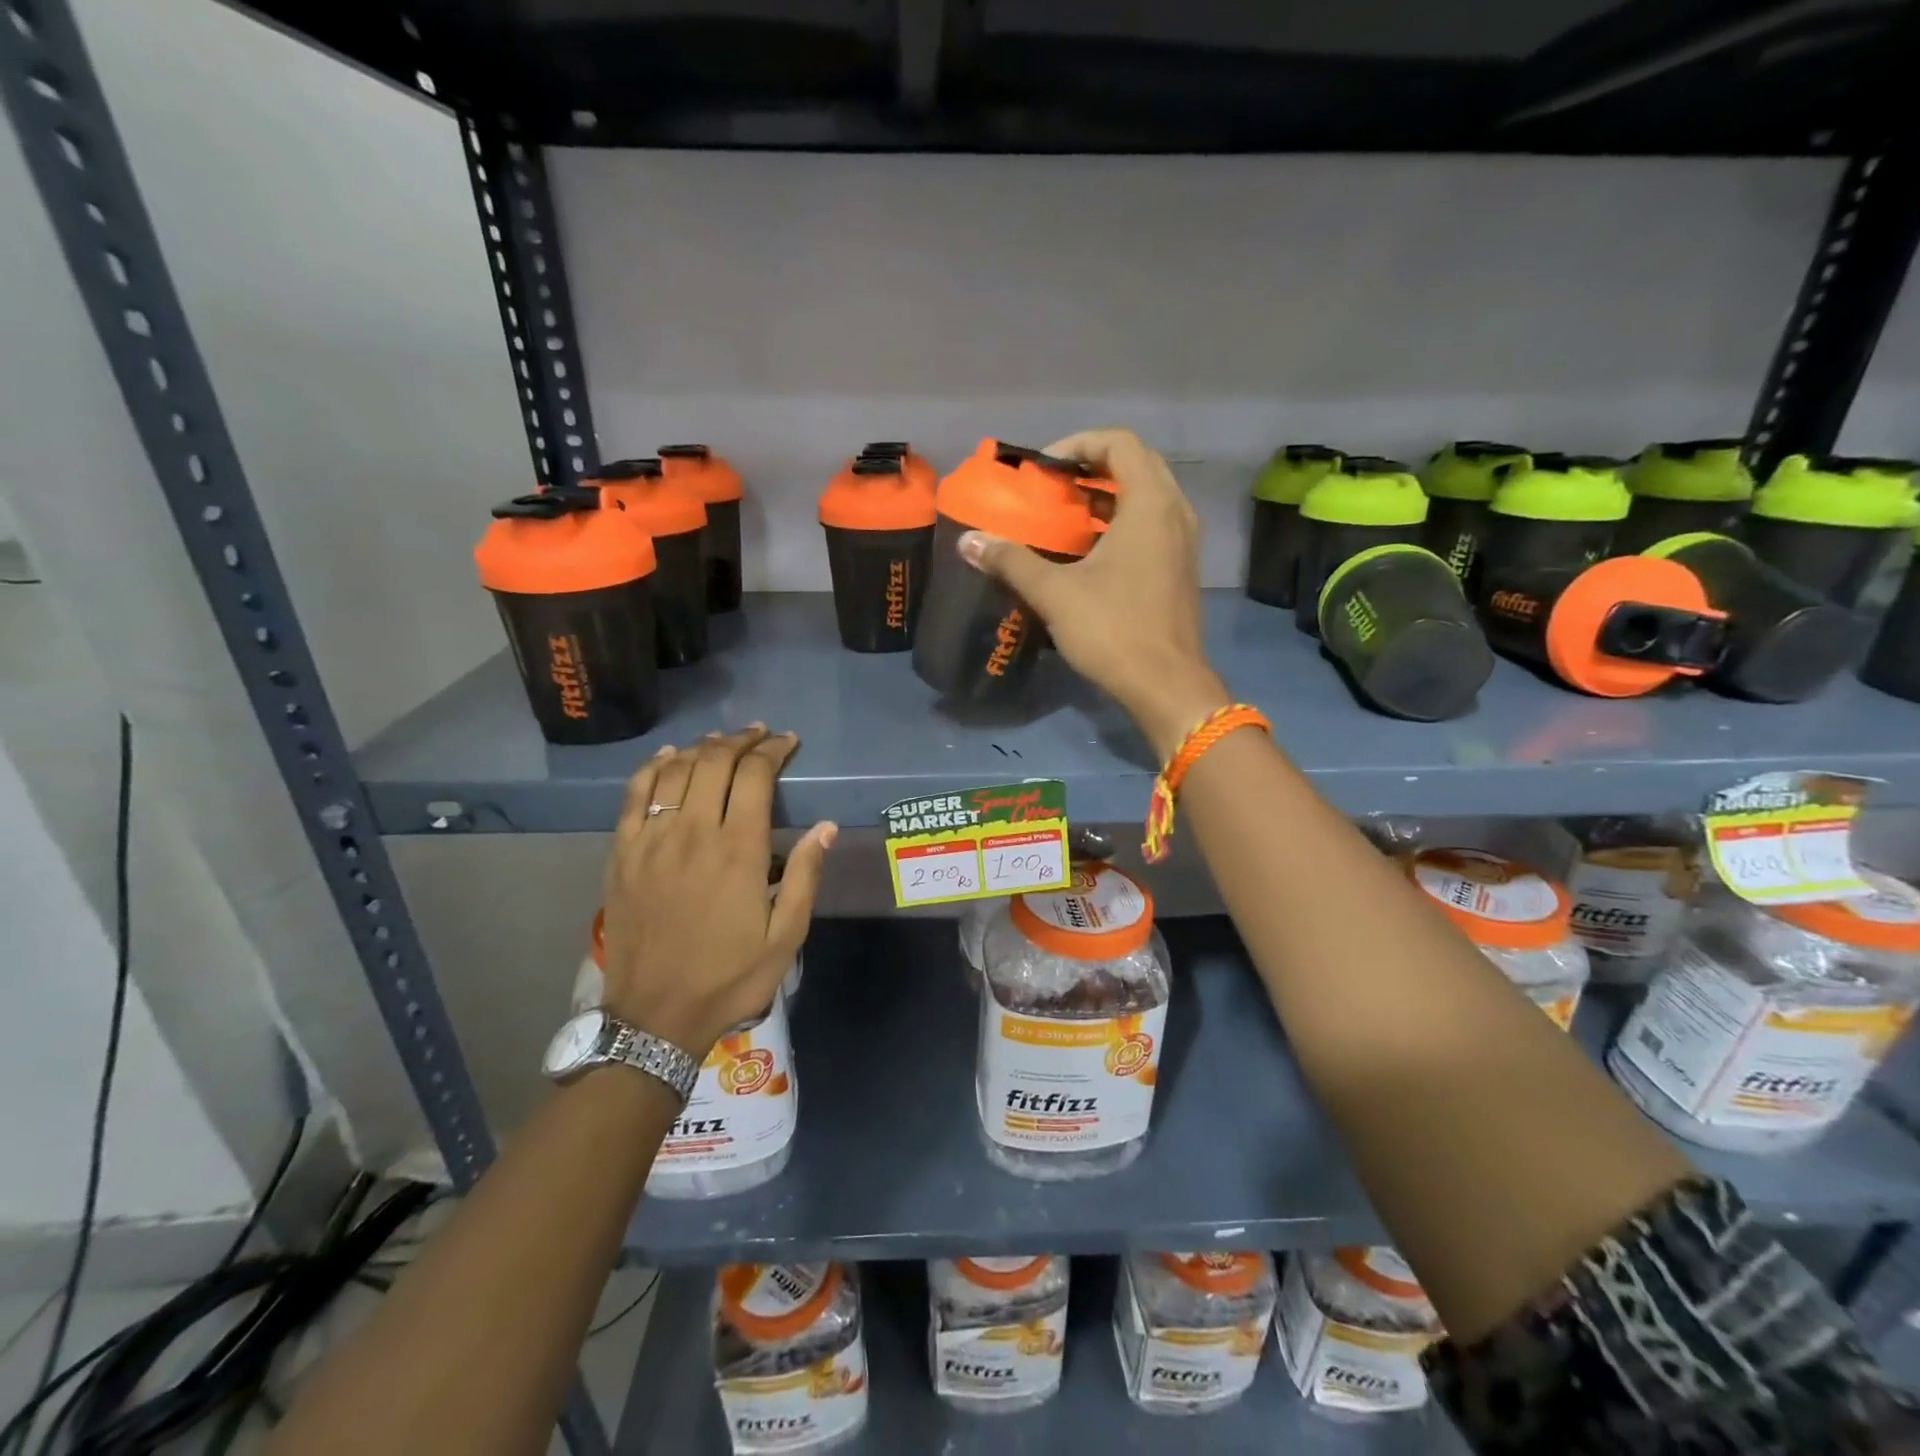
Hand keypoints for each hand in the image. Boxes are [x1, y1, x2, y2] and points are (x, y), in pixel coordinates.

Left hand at [600, 727, 835, 1055]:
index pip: (754, 776)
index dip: (773, 751)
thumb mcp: (786, 937)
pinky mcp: (623, 853)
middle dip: (741, 740)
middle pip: (714, 762)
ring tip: (721, 741)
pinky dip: (653, 767)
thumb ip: (805, 877)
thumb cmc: (729, 977)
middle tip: (760, 735)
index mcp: (737, 850)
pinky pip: (635, 795)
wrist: (655, 1016)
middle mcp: (692, 833)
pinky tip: (668, 757)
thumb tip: (825, 827)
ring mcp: (651, 840)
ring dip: (702, 747)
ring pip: (675, 770)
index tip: (788, 743)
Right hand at [958, 428, 1229, 756]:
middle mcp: (1175, 513)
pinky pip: (1153, 524)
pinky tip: (1090, 551)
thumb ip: (1011, 561)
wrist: (1165, 685)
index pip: (1120, 443)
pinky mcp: (1181, 568)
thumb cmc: (1113, 630)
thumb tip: (968, 541)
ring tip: (1066, 514)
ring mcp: (1183, 542)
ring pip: (1147, 496)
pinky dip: (1122, 522)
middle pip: (1137, 464)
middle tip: (1053, 486)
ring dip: (1107, 495)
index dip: (1078, 444)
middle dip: (1092, 467)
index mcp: (1150, 505)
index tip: (1044, 468)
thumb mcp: (1055, 593)